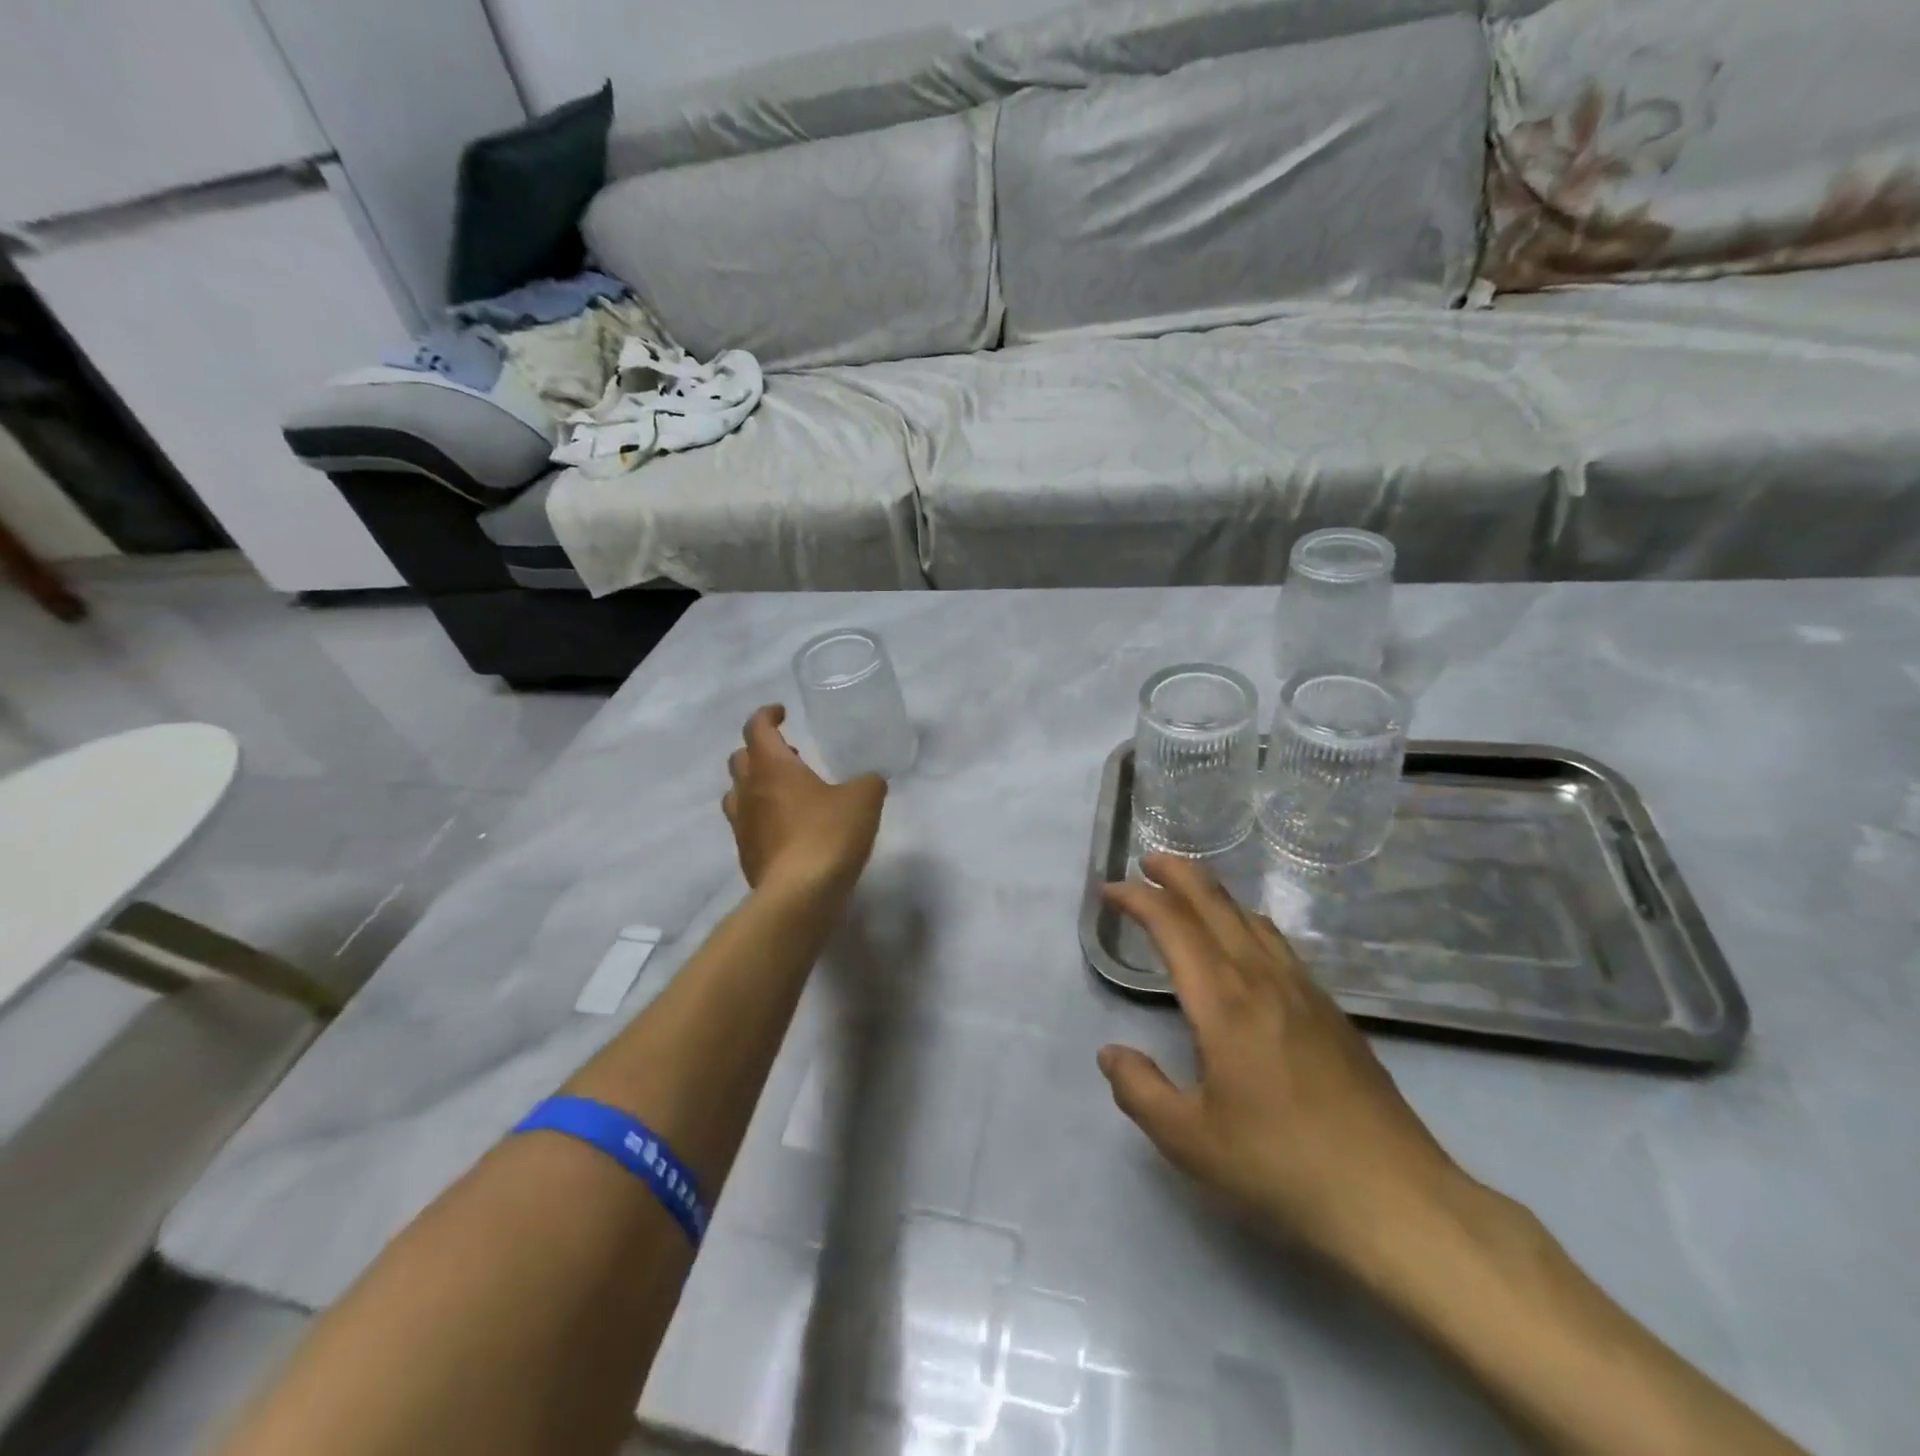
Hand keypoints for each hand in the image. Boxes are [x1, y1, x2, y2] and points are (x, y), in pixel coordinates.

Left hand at [724, 705, 885, 897]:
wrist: (800, 895)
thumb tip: (869, 781)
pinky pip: (747, 825)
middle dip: (760, 751)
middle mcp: (749, 791)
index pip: (757, 728)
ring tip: (786, 792)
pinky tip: (788, 829)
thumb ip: (868, 782)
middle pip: (740, 759)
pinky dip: (762, 818)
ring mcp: (743, 826)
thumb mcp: (864, 799)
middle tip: (790, 754)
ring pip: (737, 793)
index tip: (781, 712)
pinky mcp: (747, 855)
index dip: (767, 715)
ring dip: (756, 785)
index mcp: (772, 767)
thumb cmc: (829, 834)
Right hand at [1098, 855, 1467, 1274]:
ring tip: (1188, 893)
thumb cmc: (1281, 1167)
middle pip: (1216, 903)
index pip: (1173, 925)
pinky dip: (1245, 923)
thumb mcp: (1190, 1141)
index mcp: (1224, 1001)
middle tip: (1147, 860)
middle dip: (1177, 873)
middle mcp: (1263, 979)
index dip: (1138, 899)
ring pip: (1251, 918)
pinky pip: (1277, 944)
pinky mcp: (1331, 1012)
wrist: (1395, 1199)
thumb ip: (1140, 1091)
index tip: (1110, 891)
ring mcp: (1304, 991)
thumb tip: (1111, 1053)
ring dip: (1214, 894)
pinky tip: (1244, 946)